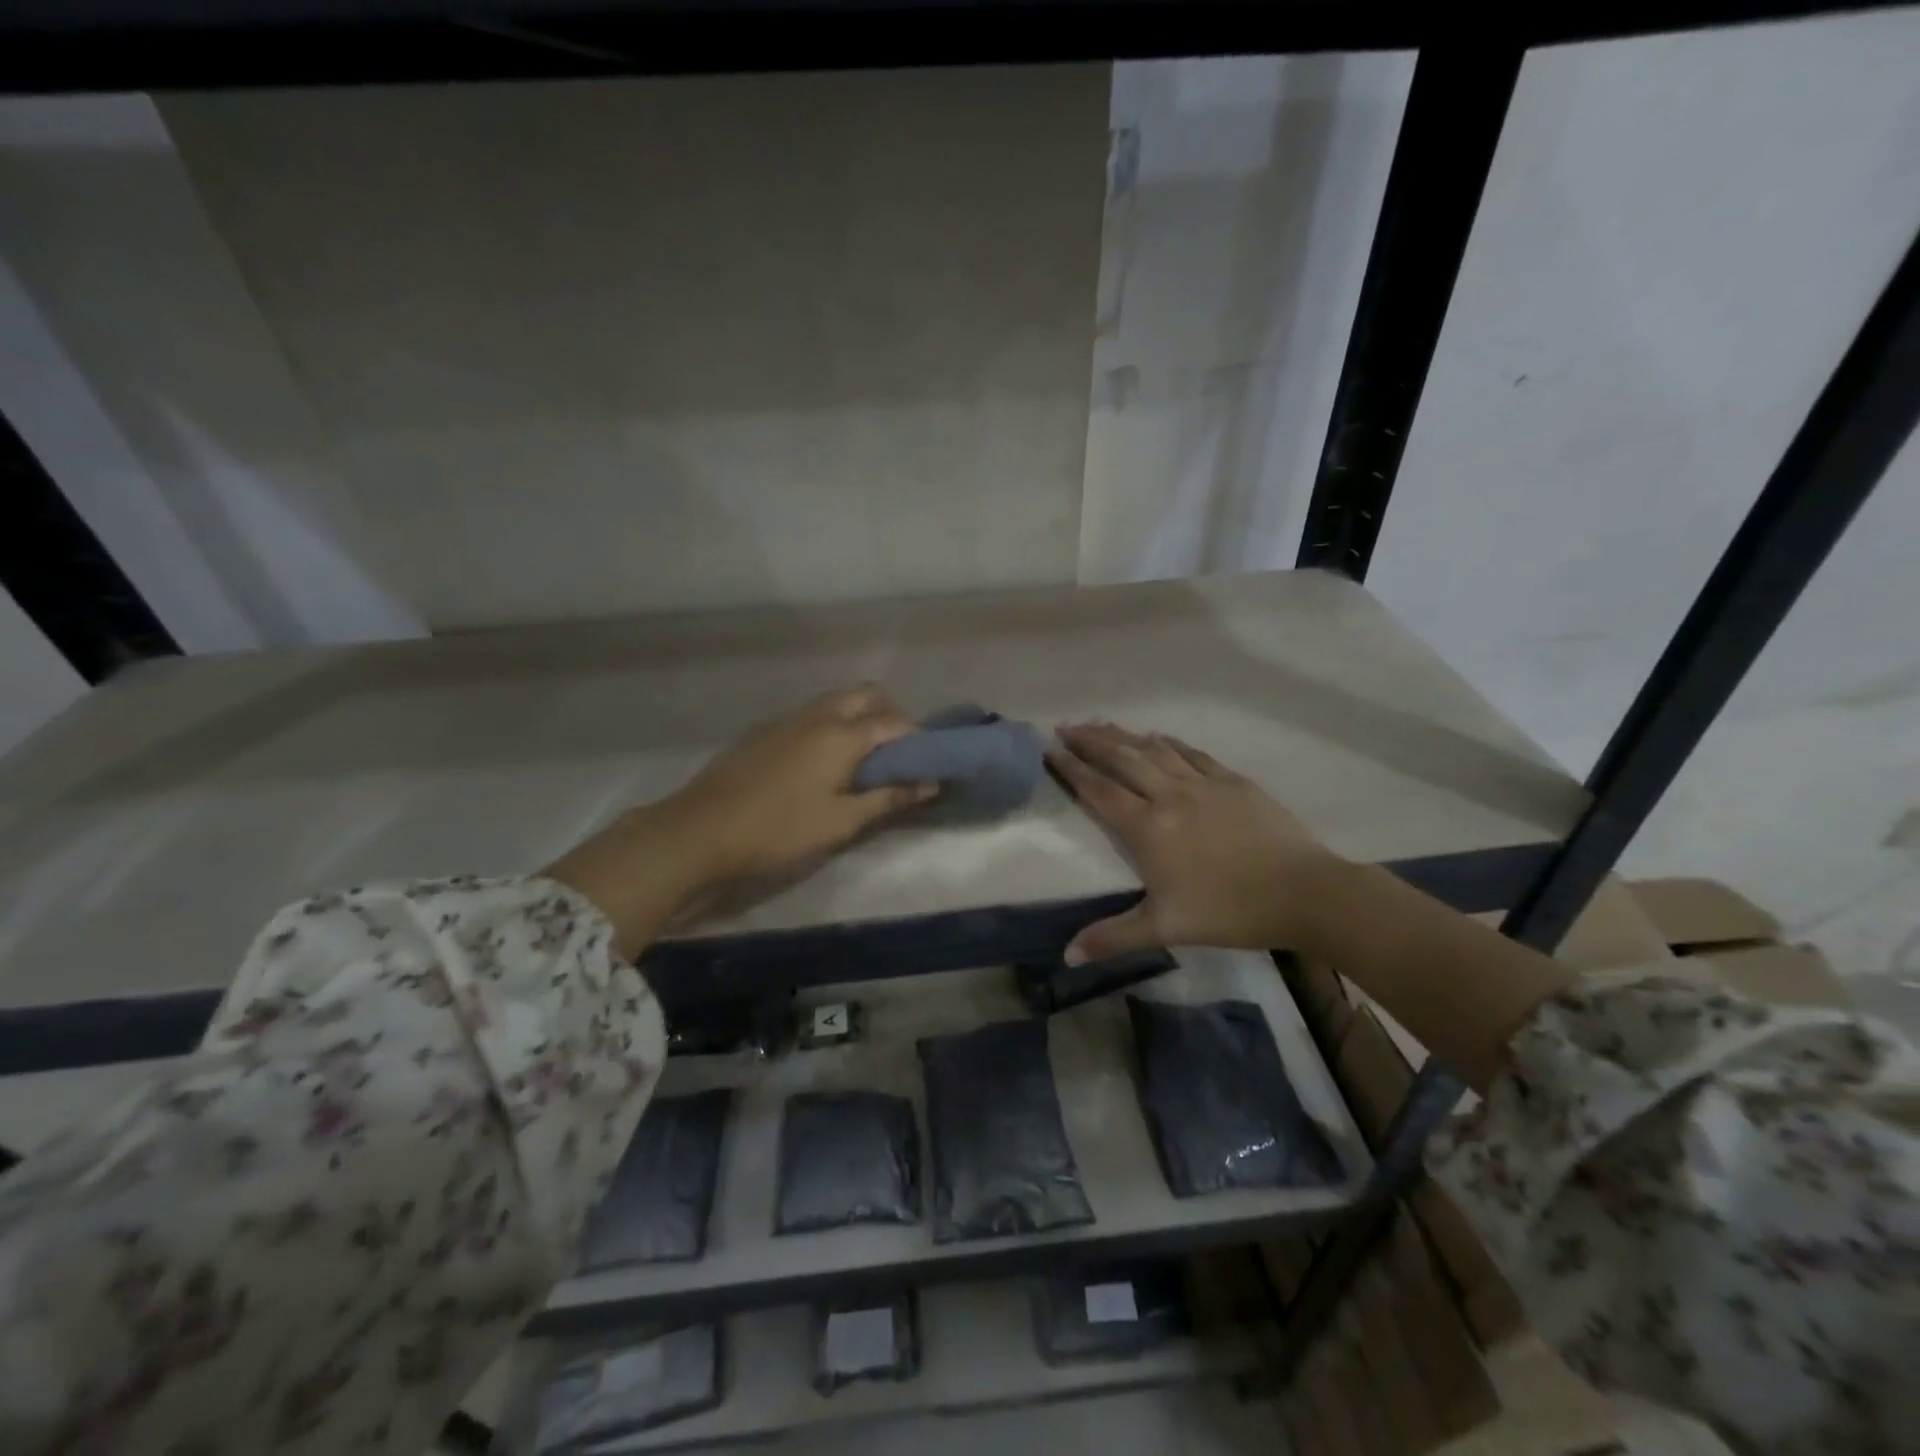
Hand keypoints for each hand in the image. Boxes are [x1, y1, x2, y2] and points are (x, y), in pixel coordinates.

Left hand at [547, 687, 934, 956]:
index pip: (895, 723)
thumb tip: (930, 783)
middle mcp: (818, 715)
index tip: (929, 760)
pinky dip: (831, 724)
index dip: (918, 738)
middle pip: (866, 695)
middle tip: (896, 753)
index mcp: (842, 735)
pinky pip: (811, 714)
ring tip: (863, 758)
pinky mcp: (764, 732)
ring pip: (836, 701)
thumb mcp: (841, 822)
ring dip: (859, 717)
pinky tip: (822, 762)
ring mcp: (787, 719)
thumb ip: (888, 798)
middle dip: (890, 714)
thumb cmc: (779, 830)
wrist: (699, 831)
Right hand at [1046, 723, 1341, 963]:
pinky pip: (1191, 753)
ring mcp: (1203, 783)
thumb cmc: (1230, 911)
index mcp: (1148, 828)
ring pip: (1153, 750)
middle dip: (1090, 741)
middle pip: (1121, 759)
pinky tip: (1157, 736)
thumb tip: (1067, 956)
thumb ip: (1113, 937)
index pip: (1099, 790)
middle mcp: (1169, 795)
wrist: (1303, 892)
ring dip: (1123, 735)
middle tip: (1065, 726)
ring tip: (1100, 724)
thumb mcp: (1166, 929)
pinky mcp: (1232, 781)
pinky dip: (1167, 742)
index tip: (1050, 749)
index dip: (1071, 769)